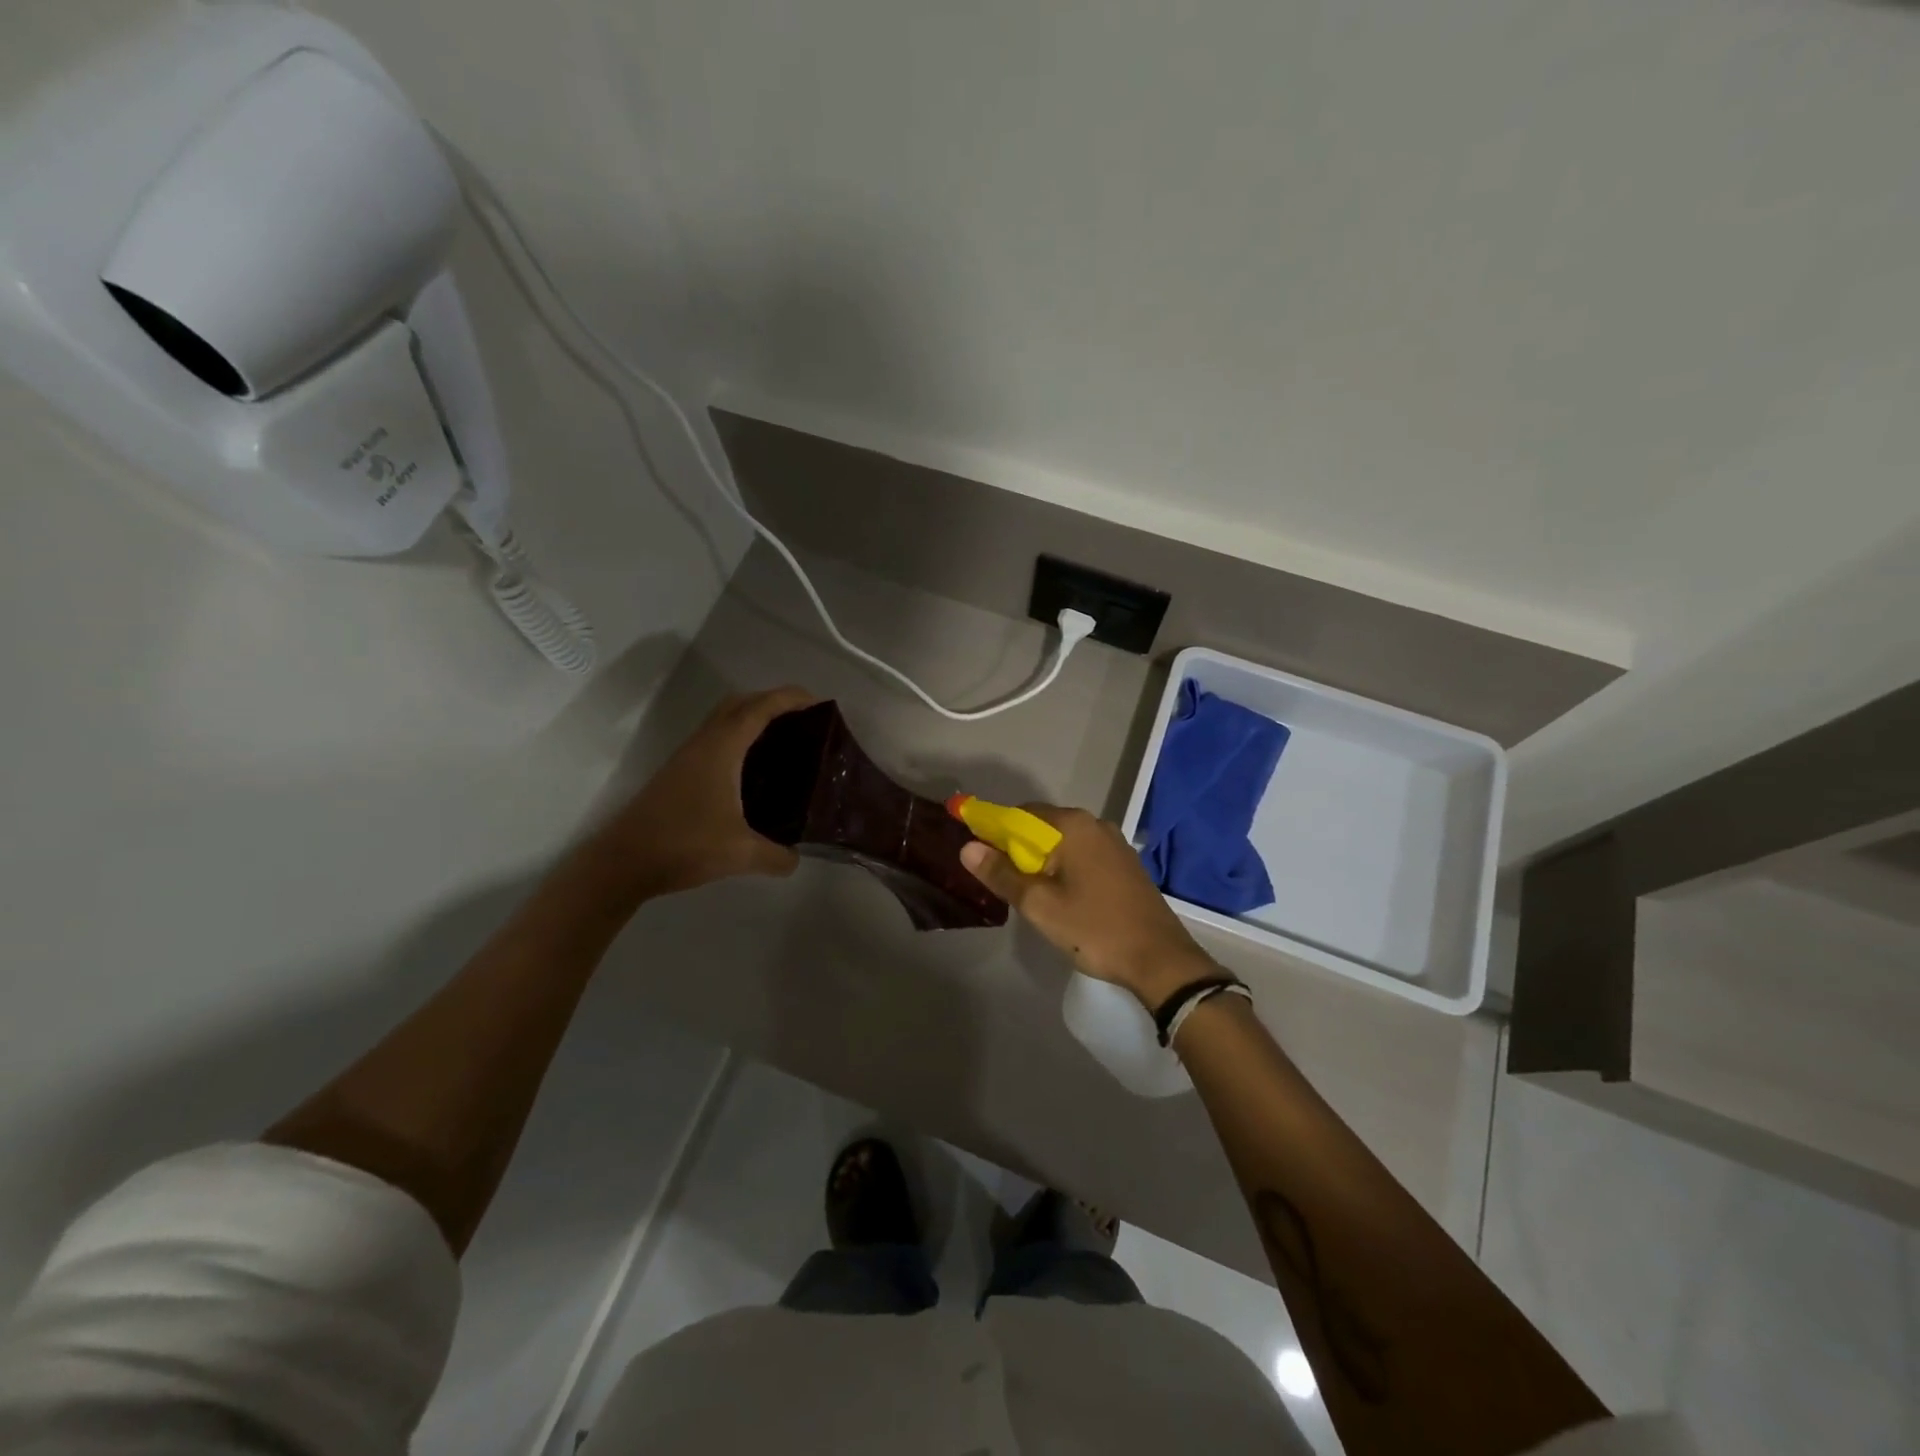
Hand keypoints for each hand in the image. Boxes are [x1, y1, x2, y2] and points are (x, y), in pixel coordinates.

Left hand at [591, 686, 815, 900]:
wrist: (623, 861)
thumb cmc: (684, 845)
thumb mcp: (741, 854)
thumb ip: (777, 856)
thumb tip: (797, 858)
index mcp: (722, 748)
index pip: (761, 708)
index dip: (791, 699)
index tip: (821, 704)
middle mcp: (705, 743)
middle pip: (741, 703)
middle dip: (773, 702)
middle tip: (805, 723)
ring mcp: (688, 756)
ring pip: (724, 720)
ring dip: (753, 719)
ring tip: (785, 742)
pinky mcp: (680, 773)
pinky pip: (716, 739)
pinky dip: (739, 739)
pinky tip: (753, 770)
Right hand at [959, 805, 1214, 1010]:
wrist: (1160, 960)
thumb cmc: (1094, 929)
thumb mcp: (1040, 905)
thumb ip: (1002, 874)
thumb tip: (967, 848)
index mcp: (1073, 826)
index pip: (1021, 814)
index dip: (995, 831)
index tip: (981, 857)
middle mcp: (1095, 825)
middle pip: (1043, 827)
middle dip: (1019, 849)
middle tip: (1005, 884)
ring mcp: (1114, 844)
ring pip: (1064, 843)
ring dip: (1042, 862)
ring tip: (1031, 896)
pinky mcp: (1125, 865)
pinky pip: (1083, 856)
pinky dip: (1065, 868)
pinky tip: (1062, 898)